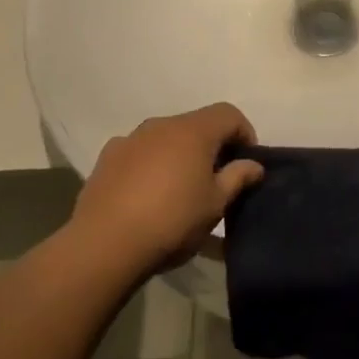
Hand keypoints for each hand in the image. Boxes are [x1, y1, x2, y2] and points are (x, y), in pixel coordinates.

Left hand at [70, 103, 263, 270]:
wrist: (105, 244)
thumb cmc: (172, 221)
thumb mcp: (215, 204)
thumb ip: (237, 178)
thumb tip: (254, 165)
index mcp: (193, 131)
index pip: (228, 114)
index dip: (244, 133)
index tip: (246, 163)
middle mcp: (161, 125)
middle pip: (196, 124)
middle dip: (212, 146)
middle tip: (217, 180)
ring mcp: (130, 139)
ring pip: (165, 138)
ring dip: (180, 155)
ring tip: (180, 190)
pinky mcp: (107, 157)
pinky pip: (139, 152)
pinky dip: (151, 164)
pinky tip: (147, 195)